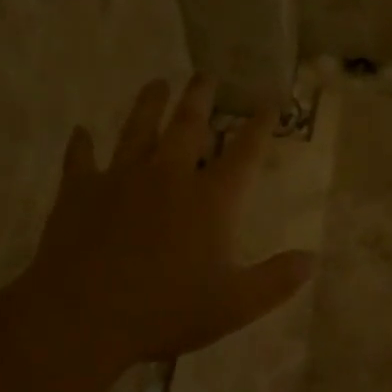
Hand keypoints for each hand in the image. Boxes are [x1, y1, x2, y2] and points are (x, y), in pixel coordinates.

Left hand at [14, 77, 315, 372]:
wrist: (83, 316)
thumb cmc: (165, 310)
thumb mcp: (234, 305)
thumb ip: (276, 281)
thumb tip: (312, 258)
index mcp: (210, 199)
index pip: (244, 152)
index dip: (260, 125)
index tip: (269, 101)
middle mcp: (168, 175)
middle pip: (188, 125)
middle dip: (200, 98)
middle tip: (205, 75)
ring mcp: (121, 178)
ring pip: (138, 129)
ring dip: (148, 104)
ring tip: (157, 83)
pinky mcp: (80, 190)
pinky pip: (81, 159)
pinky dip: (81, 144)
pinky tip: (81, 132)